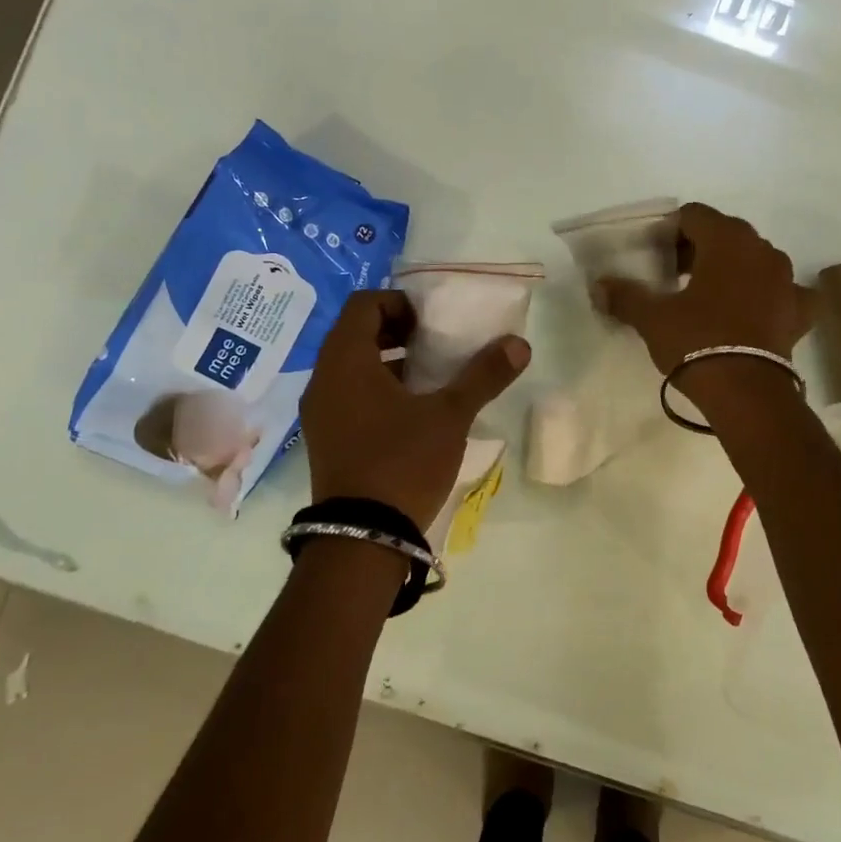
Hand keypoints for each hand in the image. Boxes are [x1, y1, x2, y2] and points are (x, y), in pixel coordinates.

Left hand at [301, 290, 530, 529]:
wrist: (363, 538)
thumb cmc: (403, 462)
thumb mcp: (450, 415)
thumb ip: (483, 375)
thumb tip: (519, 344)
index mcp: (346, 361)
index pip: (364, 304)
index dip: (401, 303)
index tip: (433, 323)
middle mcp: (323, 379)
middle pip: (356, 333)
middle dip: (398, 332)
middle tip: (436, 345)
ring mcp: (320, 412)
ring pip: (353, 366)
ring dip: (390, 362)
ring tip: (431, 377)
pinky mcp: (326, 438)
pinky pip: (349, 395)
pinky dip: (378, 389)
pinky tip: (413, 413)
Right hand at [593, 202, 809, 374]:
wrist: (746, 392)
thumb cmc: (696, 341)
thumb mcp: (652, 318)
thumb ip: (625, 295)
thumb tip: (598, 286)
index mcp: (726, 239)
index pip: (693, 215)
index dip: (669, 232)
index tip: (654, 258)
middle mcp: (762, 249)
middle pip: (725, 234)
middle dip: (699, 250)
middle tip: (675, 278)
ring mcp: (786, 279)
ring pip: (755, 260)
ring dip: (733, 270)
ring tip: (709, 297)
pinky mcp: (800, 311)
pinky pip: (786, 293)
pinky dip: (770, 297)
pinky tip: (756, 313)